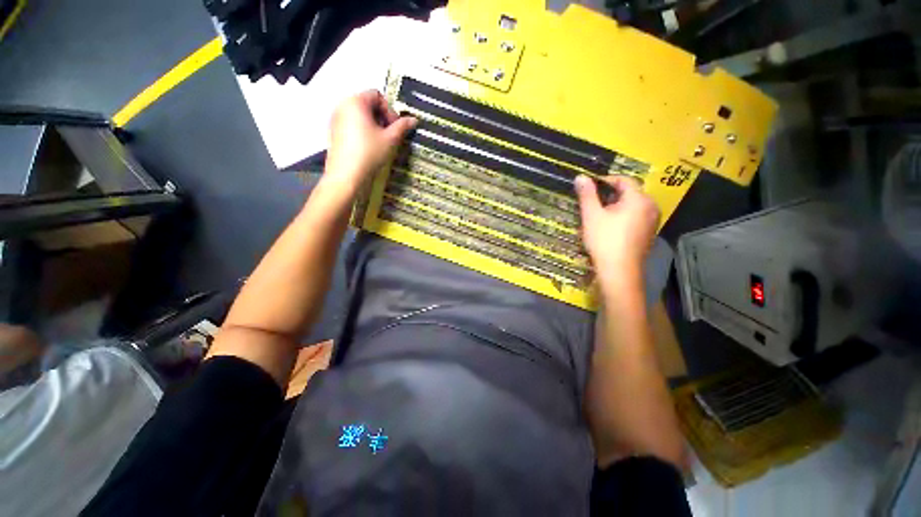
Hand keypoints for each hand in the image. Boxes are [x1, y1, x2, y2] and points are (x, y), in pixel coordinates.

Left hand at [323, 90, 416, 197]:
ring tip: (379, 143)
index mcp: (356, 102)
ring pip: (359, 115)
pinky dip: (362, 131)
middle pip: (367, 104)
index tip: (394, 128)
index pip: (377, 95)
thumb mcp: (390, 140)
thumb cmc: (370, 153)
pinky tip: (367, 148)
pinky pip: (351, 125)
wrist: (347, 175)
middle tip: (389, 136)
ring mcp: (335, 119)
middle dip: (381, 118)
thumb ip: (402, 127)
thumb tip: (414, 120)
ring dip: (373, 125)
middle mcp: (342, 105)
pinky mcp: (333, 132)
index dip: (389, 110)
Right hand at [574, 175, 659, 289]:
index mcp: (639, 199)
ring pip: (633, 206)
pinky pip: (636, 217)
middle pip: (629, 193)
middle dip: (610, 195)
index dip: (605, 180)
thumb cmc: (604, 240)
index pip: (624, 180)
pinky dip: (623, 217)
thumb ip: (587, 194)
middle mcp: (651, 206)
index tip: (589, 187)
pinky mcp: (649, 233)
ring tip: (598, 215)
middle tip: (592, 203)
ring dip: (616, 206)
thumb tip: (581, 176)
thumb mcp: (592, 215)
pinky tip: (610, 228)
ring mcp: (653, 221)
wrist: (619, 271)